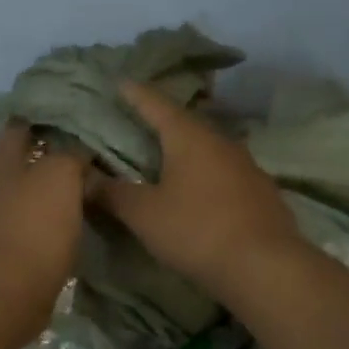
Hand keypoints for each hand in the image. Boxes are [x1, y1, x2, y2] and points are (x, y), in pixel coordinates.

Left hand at [0, 121, 87, 343]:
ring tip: (88, 178)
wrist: (15, 290)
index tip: (68, 109)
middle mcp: (0, 188)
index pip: (19, 127)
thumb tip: (81, 147)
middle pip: (23, 160)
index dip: (39, 116)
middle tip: (86, 144)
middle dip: (49, 151)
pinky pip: (38, 221)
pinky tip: (78, 214)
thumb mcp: (60, 175)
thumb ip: (71, 154)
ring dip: (53, 185)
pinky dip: (56, 214)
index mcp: (6, 164)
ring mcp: (5, 220)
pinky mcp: (16, 248)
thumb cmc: (36, 225)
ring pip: (32, 191)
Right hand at [93, 82, 304, 299]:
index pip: (156, 104)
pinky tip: (198, 188)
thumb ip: (112, 194)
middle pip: (185, 123)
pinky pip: (224, 171)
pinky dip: (205, 172)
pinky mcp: (261, 191)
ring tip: (166, 155)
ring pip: (208, 148)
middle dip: (161, 120)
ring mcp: (246, 165)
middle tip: (139, 120)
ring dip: (186, 148)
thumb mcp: (144, 214)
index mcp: (189, 137)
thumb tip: (83, 178)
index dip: (135, 94)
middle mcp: (220, 141)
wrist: (265, 266)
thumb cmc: (196, 231)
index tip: (120, 82)